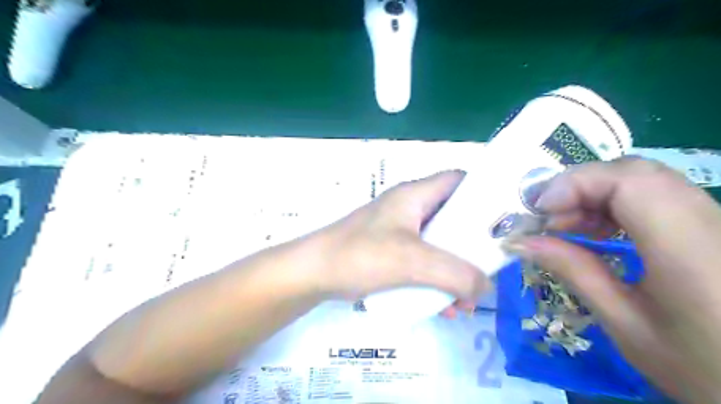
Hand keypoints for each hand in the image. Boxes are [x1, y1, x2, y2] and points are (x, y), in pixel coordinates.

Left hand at [310, 169, 489, 305]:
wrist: (313, 274)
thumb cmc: (360, 255)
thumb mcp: (412, 261)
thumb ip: (454, 273)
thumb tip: (486, 287)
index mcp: (415, 195)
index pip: (458, 180)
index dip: (482, 194)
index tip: (504, 220)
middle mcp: (409, 208)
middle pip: (453, 217)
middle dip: (472, 246)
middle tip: (489, 270)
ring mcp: (399, 230)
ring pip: (439, 244)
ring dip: (454, 270)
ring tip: (464, 301)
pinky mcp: (390, 250)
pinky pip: (423, 261)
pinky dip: (435, 280)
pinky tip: (442, 307)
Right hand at [509, 158, 719, 403]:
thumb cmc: (699, 367)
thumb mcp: (625, 324)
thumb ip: (574, 272)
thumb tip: (521, 242)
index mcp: (690, 251)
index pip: (629, 181)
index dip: (576, 184)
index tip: (540, 212)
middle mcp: (711, 222)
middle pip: (635, 171)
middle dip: (579, 186)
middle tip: (547, 217)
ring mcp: (715, 221)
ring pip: (644, 179)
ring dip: (594, 193)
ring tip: (566, 225)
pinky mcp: (711, 226)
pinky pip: (656, 194)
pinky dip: (614, 202)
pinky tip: (598, 229)